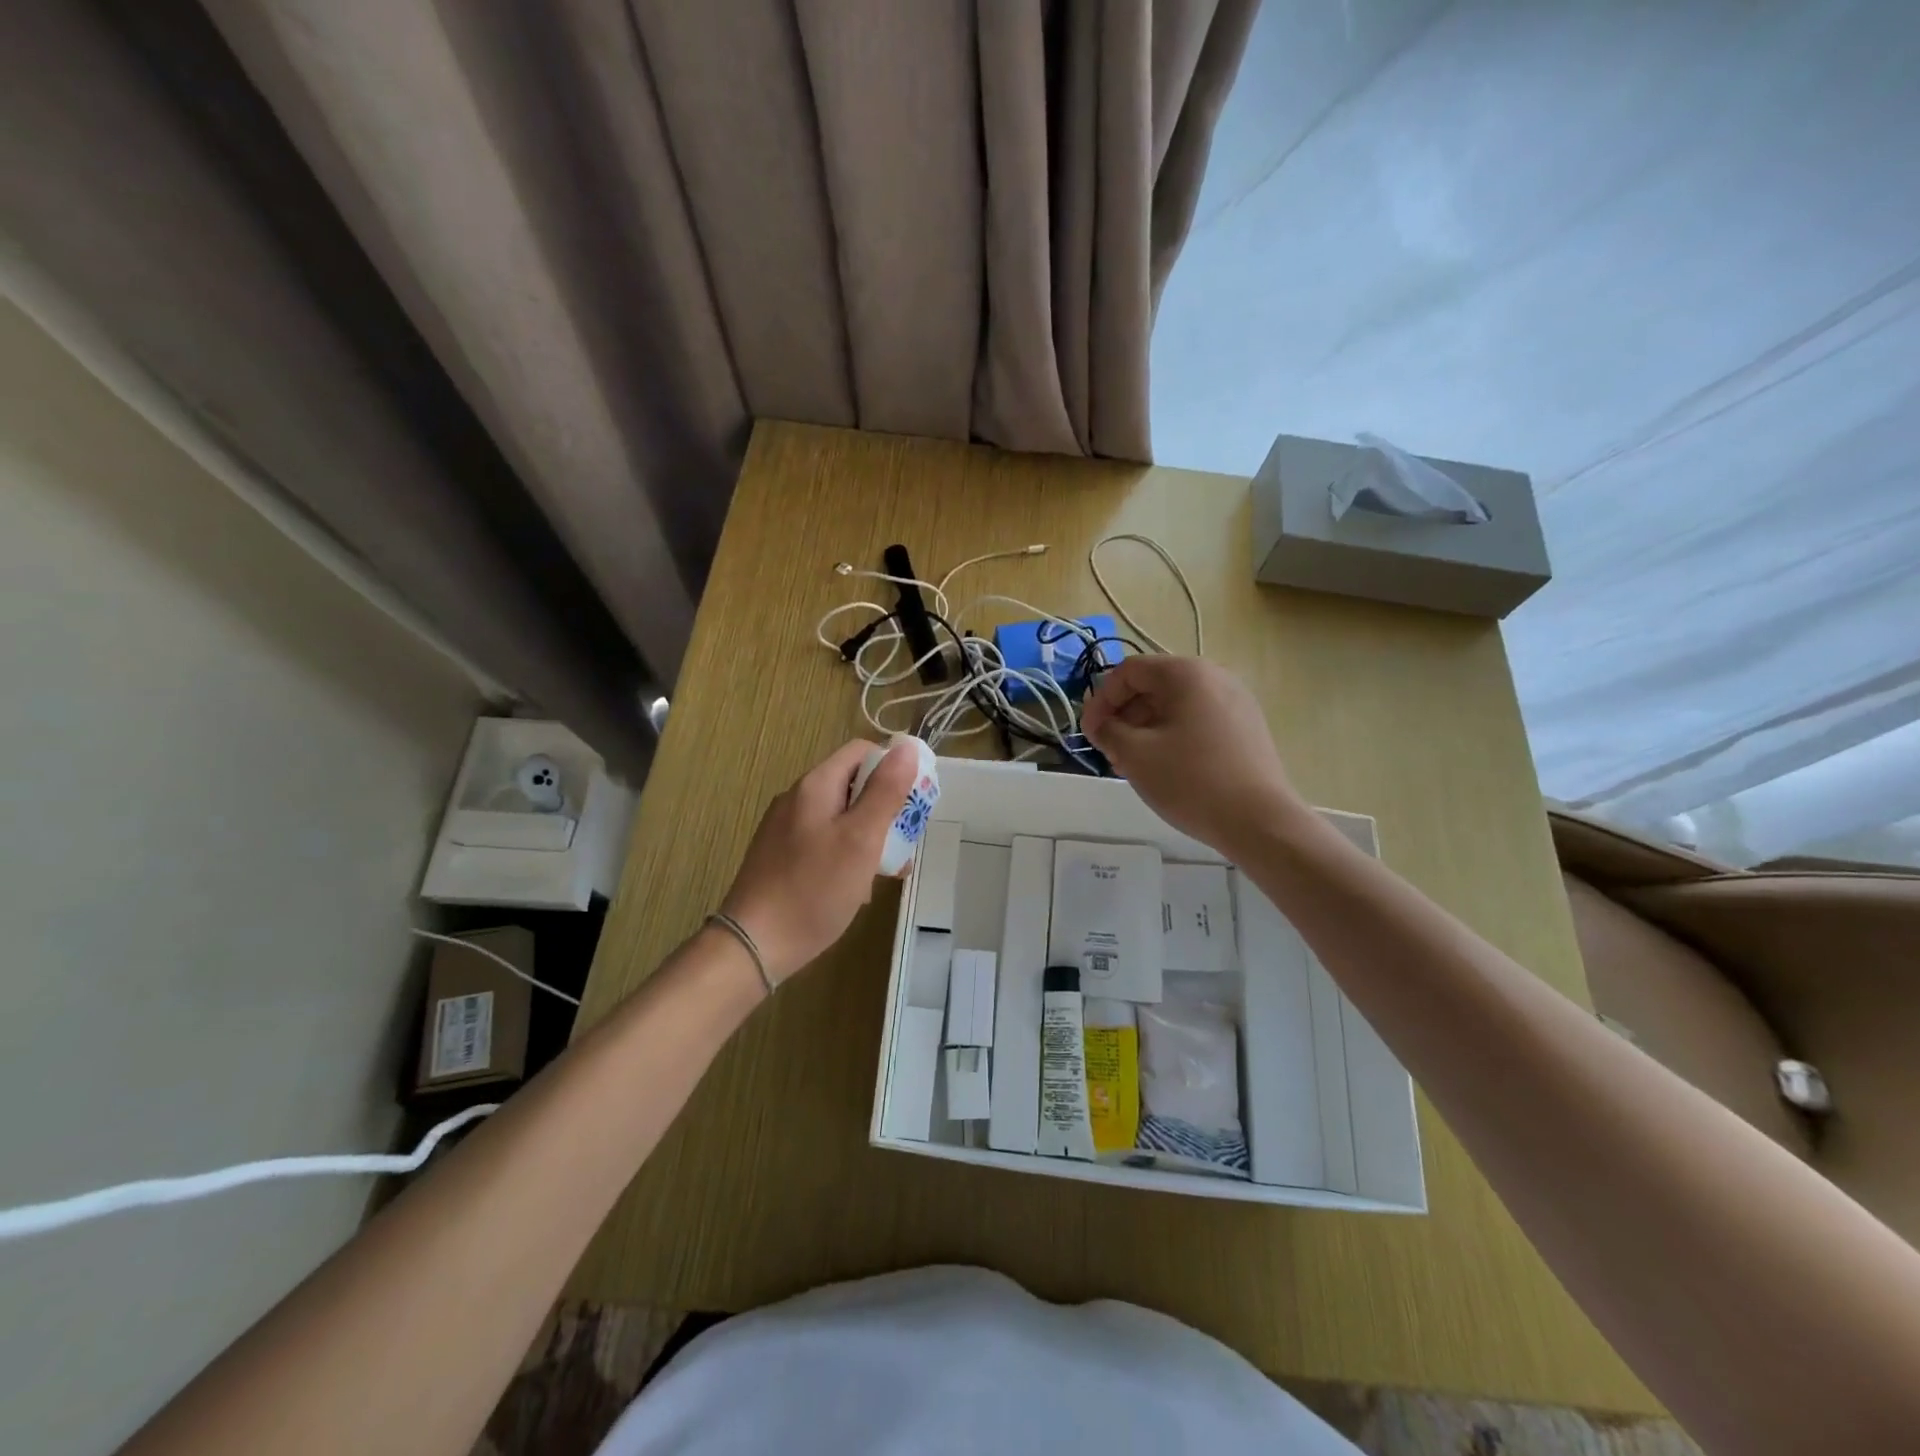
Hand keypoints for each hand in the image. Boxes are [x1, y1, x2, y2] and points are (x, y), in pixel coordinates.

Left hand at [720, 739, 916, 983]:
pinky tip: (856, 888)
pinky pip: (824, 841)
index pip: (862, 752)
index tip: (914, 801)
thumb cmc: (814, 889)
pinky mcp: (781, 856)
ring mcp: (786, 828)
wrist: (754, 945)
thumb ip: (886, 791)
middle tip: (904, 842)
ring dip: (870, 836)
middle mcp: (797, 798)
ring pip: (841, 817)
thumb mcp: (861, 838)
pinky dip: (847, 854)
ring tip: (887, 871)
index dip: (893, 767)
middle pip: (852, 784)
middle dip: (885, 808)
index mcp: (816, 785)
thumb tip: (907, 747)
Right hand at [1081, 656, 1306, 856]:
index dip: (1101, 700)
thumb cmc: (1191, 780)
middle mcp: (1215, 677)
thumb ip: (1107, 731)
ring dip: (1145, 729)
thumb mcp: (1135, 754)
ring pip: (1175, 706)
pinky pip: (1198, 721)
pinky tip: (1165, 769)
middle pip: (1153, 686)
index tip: (1089, 734)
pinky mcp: (1246, 728)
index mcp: (1186, 673)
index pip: (1129, 672)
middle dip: (1123, 716)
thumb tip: (1100, 724)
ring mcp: (1236, 702)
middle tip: (1110, 752)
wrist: (1259, 821)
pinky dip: (1173, 737)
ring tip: (1133, 765)